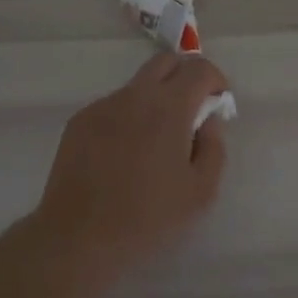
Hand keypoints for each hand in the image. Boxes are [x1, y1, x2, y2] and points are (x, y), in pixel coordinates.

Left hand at [32, 52, 229, 274]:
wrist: (79, 236)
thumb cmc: (148, 218)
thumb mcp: (201, 191)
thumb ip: (214, 146)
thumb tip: (208, 120)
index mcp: (168, 108)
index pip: (199, 68)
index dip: (216, 80)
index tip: (219, 104)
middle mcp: (134, 96)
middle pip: (165, 61)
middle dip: (186, 76)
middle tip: (193, 111)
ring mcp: (103, 106)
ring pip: (138, 85)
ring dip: (156, 99)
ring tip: (156, 142)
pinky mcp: (80, 121)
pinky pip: (114, 106)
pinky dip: (129, 117)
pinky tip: (125, 155)